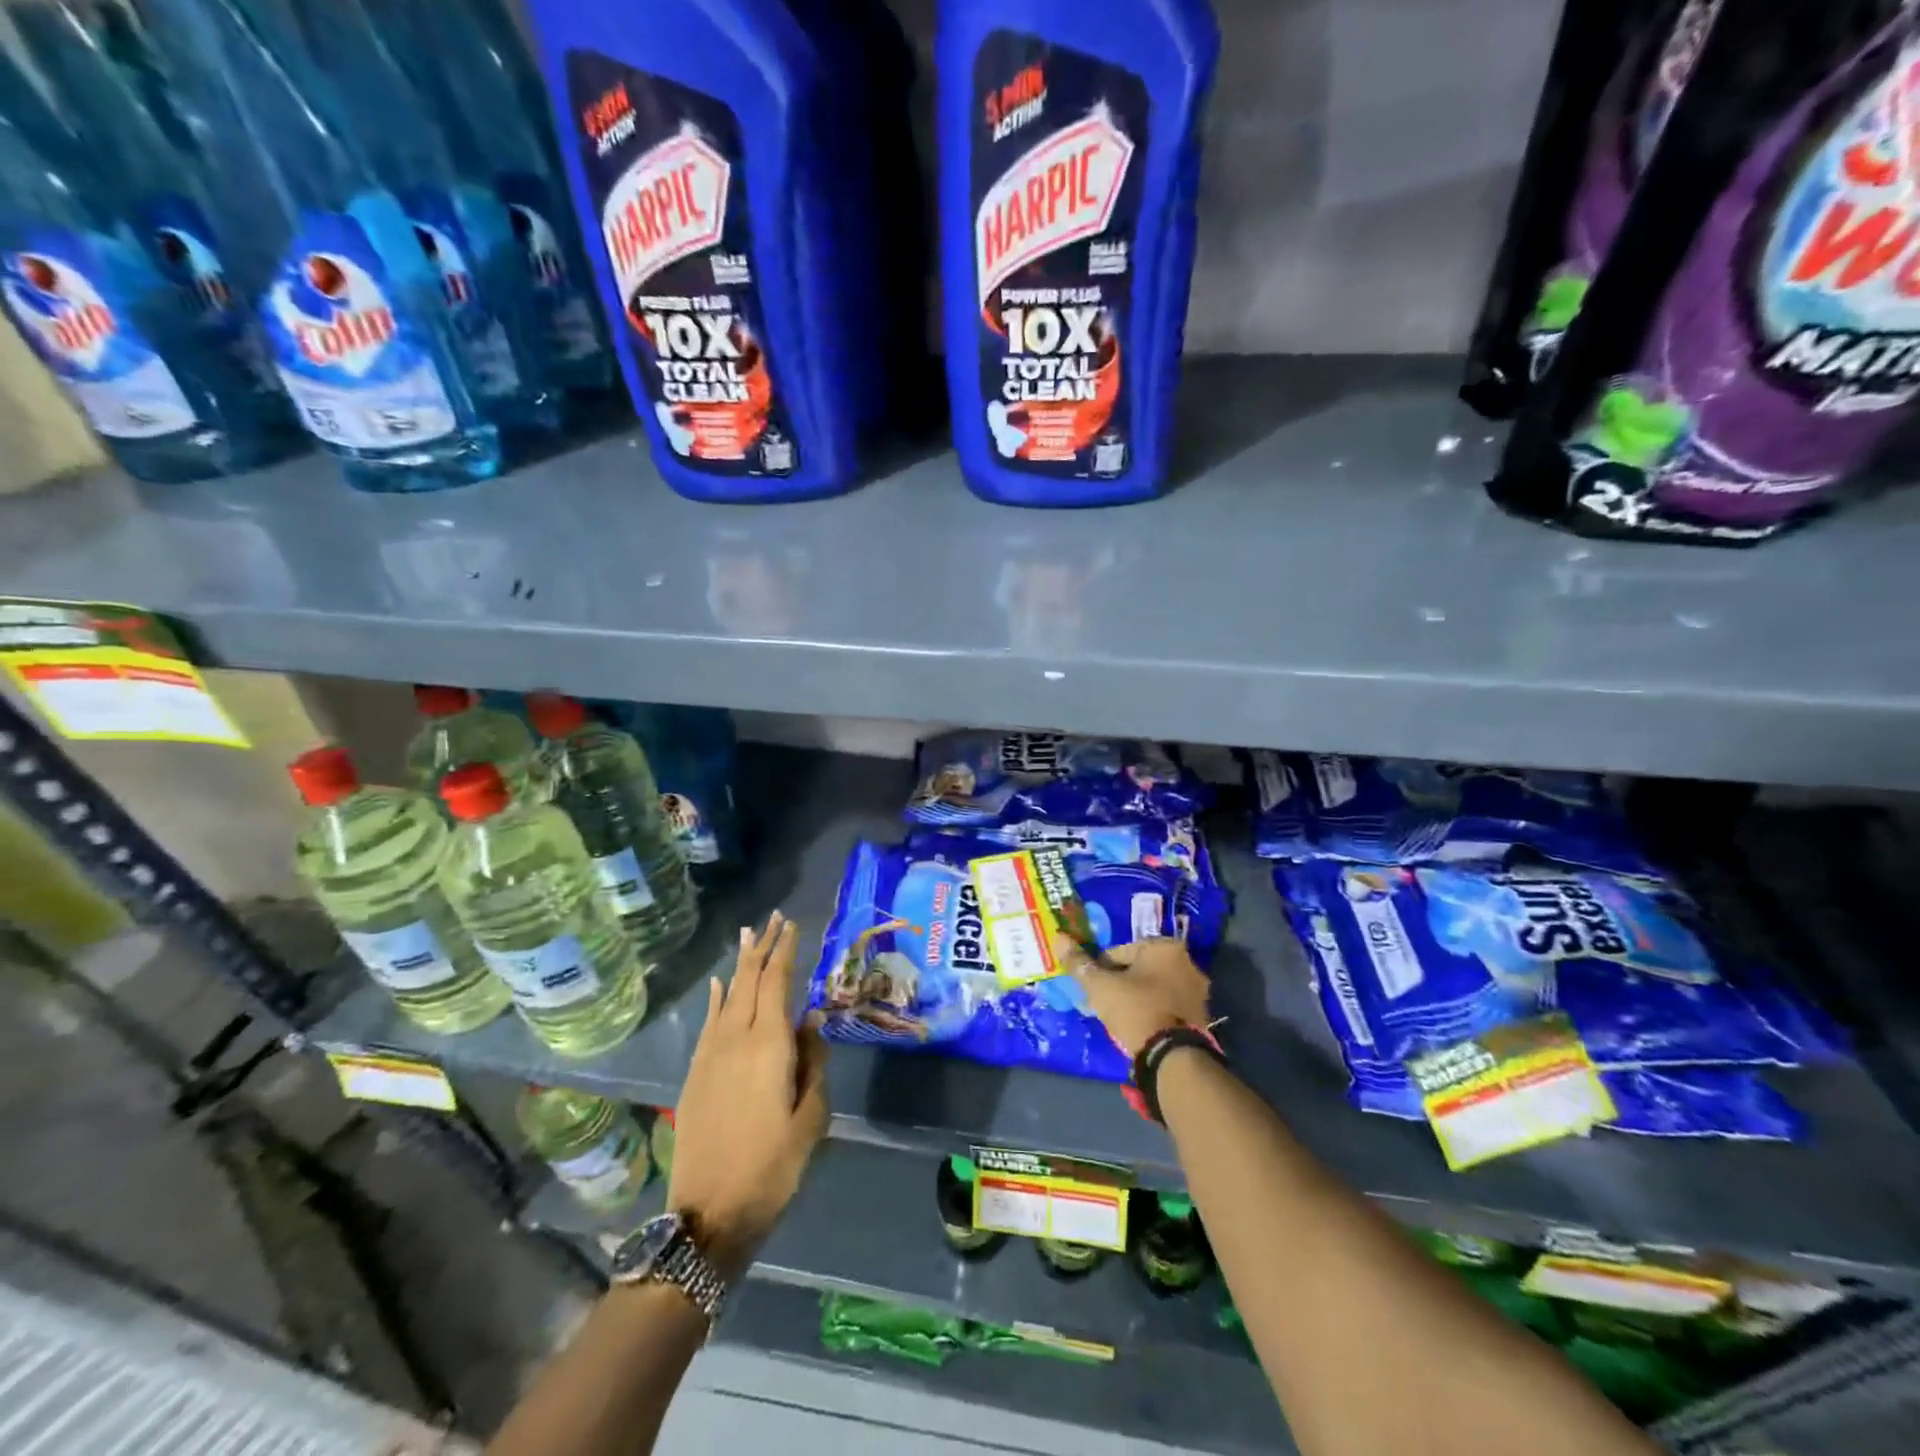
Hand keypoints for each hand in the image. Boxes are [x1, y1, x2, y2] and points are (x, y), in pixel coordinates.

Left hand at [667, 911, 828, 1278]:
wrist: (706, 1216)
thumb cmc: (771, 1168)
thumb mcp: (810, 1119)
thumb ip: (813, 1064)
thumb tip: (812, 1021)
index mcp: (768, 1046)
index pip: (776, 984)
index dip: (784, 952)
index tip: (791, 925)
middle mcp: (735, 1040)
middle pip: (748, 981)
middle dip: (761, 948)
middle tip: (771, 919)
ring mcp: (710, 1056)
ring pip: (728, 996)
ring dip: (740, 965)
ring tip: (747, 937)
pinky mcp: (695, 1075)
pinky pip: (710, 1022)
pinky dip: (718, 998)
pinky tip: (721, 985)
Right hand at [1051, 934, 1211, 1057]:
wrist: (1173, 1058)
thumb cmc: (1135, 1010)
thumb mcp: (1100, 986)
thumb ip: (1080, 963)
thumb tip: (1059, 938)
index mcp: (1165, 947)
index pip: (1119, 951)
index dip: (1101, 969)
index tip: (1093, 987)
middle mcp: (1188, 962)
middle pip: (1140, 968)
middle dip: (1121, 981)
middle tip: (1104, 1001)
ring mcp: (1198, 990)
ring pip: (1155, 987)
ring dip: (1138, 996)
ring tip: (1119, 1017)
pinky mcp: (1202, 1015)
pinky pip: (1168, 1005)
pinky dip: (1153, 1010)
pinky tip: (1139, 1026)